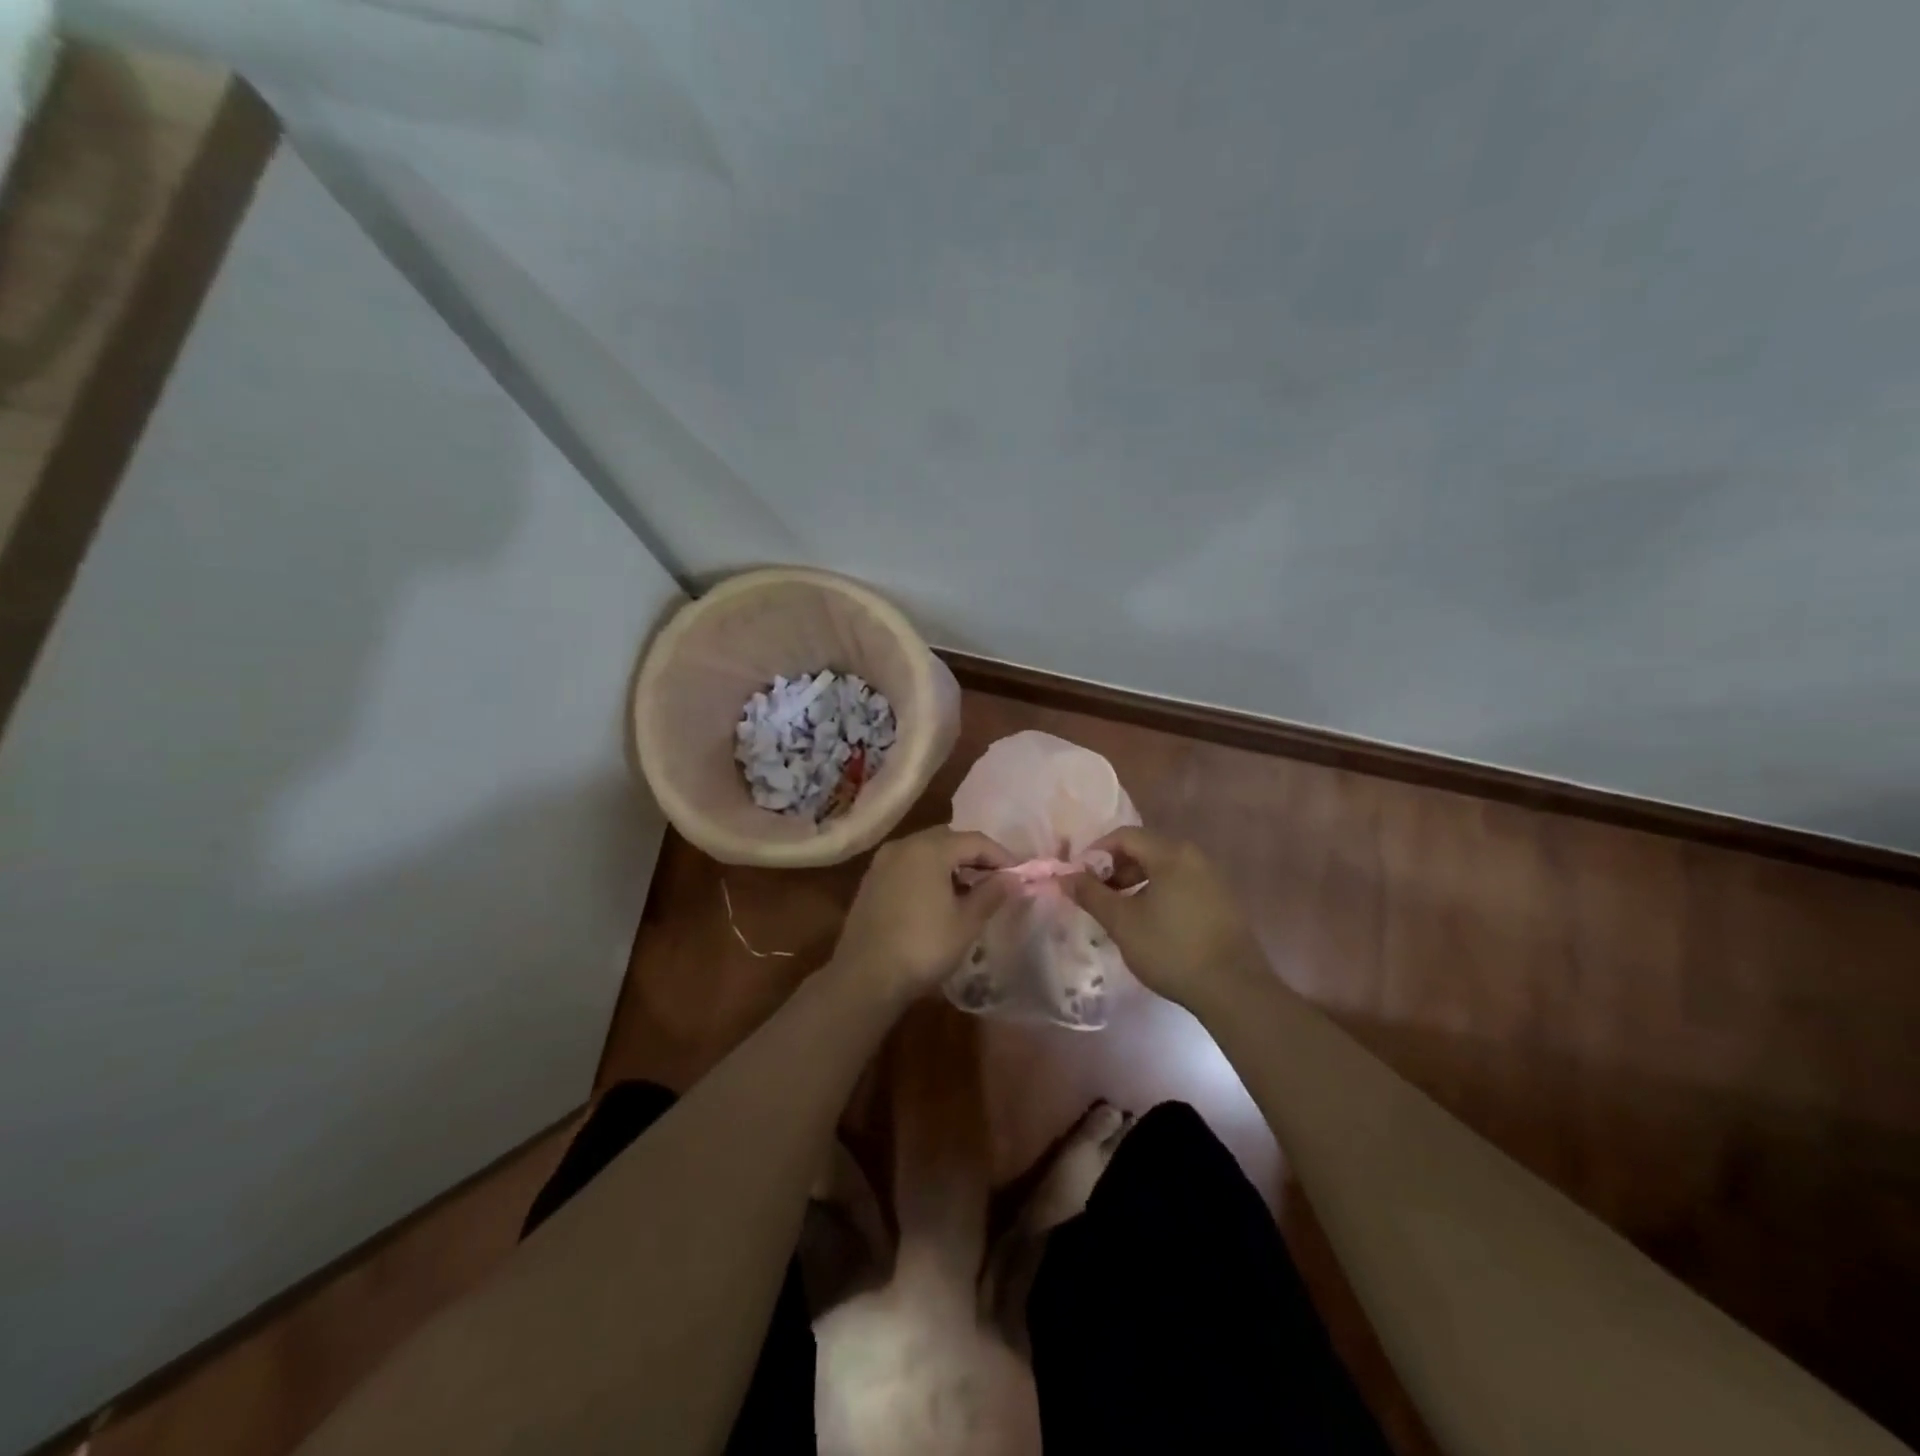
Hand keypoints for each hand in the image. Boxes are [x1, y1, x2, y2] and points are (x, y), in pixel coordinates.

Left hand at [830, 826, 1013, 1003]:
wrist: (865, 977)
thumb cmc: (923, 946)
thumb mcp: (966, 922)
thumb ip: (991, 893)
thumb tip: (1012, 878)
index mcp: (930, 848)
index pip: (975, 841)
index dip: (1001, 856)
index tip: (1019, 874)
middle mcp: (904, 845)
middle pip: (948, 839)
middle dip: (974, 856)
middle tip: (994, 880)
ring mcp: (883, 862)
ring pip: (926, 850)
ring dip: (950, 864)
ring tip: (969, 891)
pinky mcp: (871, 881)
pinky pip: (908, 865)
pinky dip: (928, 873)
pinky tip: (938, 898)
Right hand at [1069, 828, 1268, 1009]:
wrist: (1234, 989)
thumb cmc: (1171, 949)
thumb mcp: (1122, 922)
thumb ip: (1091, 895)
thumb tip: (1065, 877)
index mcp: (1171, 854)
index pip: (1124, 836)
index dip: (1096, 852)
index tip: (1080, 878)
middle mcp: (1194, 857)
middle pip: (1145, 848)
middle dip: (1115, 868)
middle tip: (1097, 895)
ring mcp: (1212, 879)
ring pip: (1163, 867)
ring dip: (1135, 881)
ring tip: (1119, 911)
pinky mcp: (1221, 901)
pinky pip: (1181, 883)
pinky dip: (1157, 892)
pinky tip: (1149, 921)